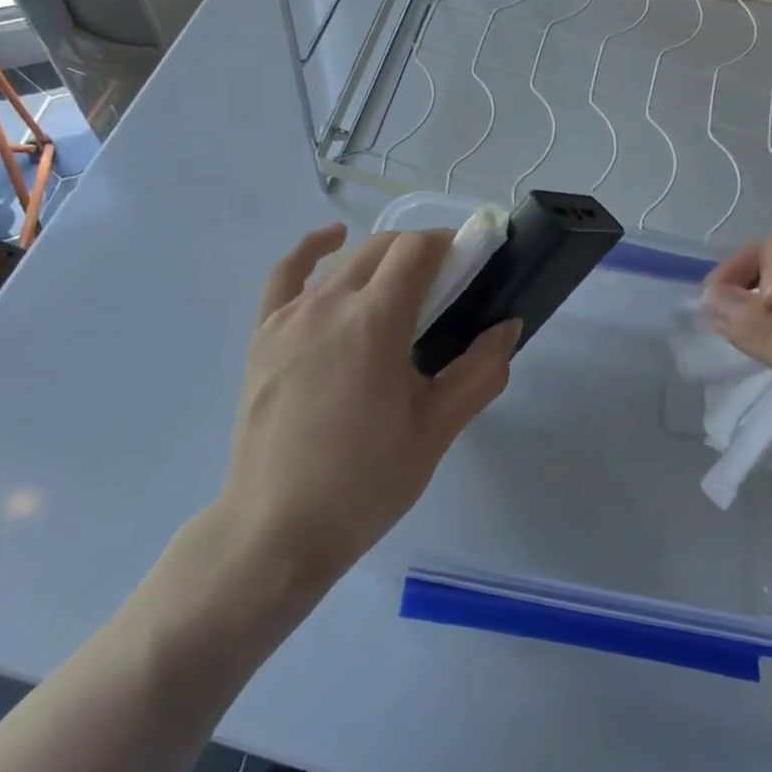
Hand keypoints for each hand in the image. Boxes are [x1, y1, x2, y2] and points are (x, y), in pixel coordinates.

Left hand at [216, 224, 520, 582]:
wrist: (278, 530)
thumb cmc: (366, 482)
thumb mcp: (437, 429)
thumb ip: (480, 371)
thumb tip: (508, 326)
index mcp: (375, 320)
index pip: (417, 249)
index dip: (449, 245)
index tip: (469, 266)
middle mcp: (330, 303)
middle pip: (383, 247)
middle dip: (420, 252)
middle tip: (445, 289)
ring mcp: (289, 316)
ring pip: (344, 263)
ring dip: (380, 261)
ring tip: (402, 289)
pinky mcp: (263, 335)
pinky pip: (286, 275)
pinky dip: (312, 250)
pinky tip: (332, 240)